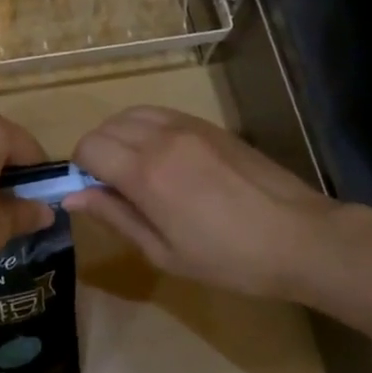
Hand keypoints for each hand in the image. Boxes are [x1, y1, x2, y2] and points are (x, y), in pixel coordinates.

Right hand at [68, 107, 347, 300]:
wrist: (299, 236)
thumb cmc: (228, 258)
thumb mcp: (163, 252)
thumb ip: (115, 217)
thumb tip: (72, 197)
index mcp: (145, 173)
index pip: (89, 147)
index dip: (80, 168)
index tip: (93, 192)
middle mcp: (161, 139)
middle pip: (107, 126)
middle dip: (97, 152)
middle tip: (113, 186)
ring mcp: (189, 126)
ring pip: (132, 113)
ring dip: (121, 135)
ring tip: (136, 168)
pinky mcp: (210, 125)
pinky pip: (161, 113)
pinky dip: (146, 127)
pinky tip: (163, 157)